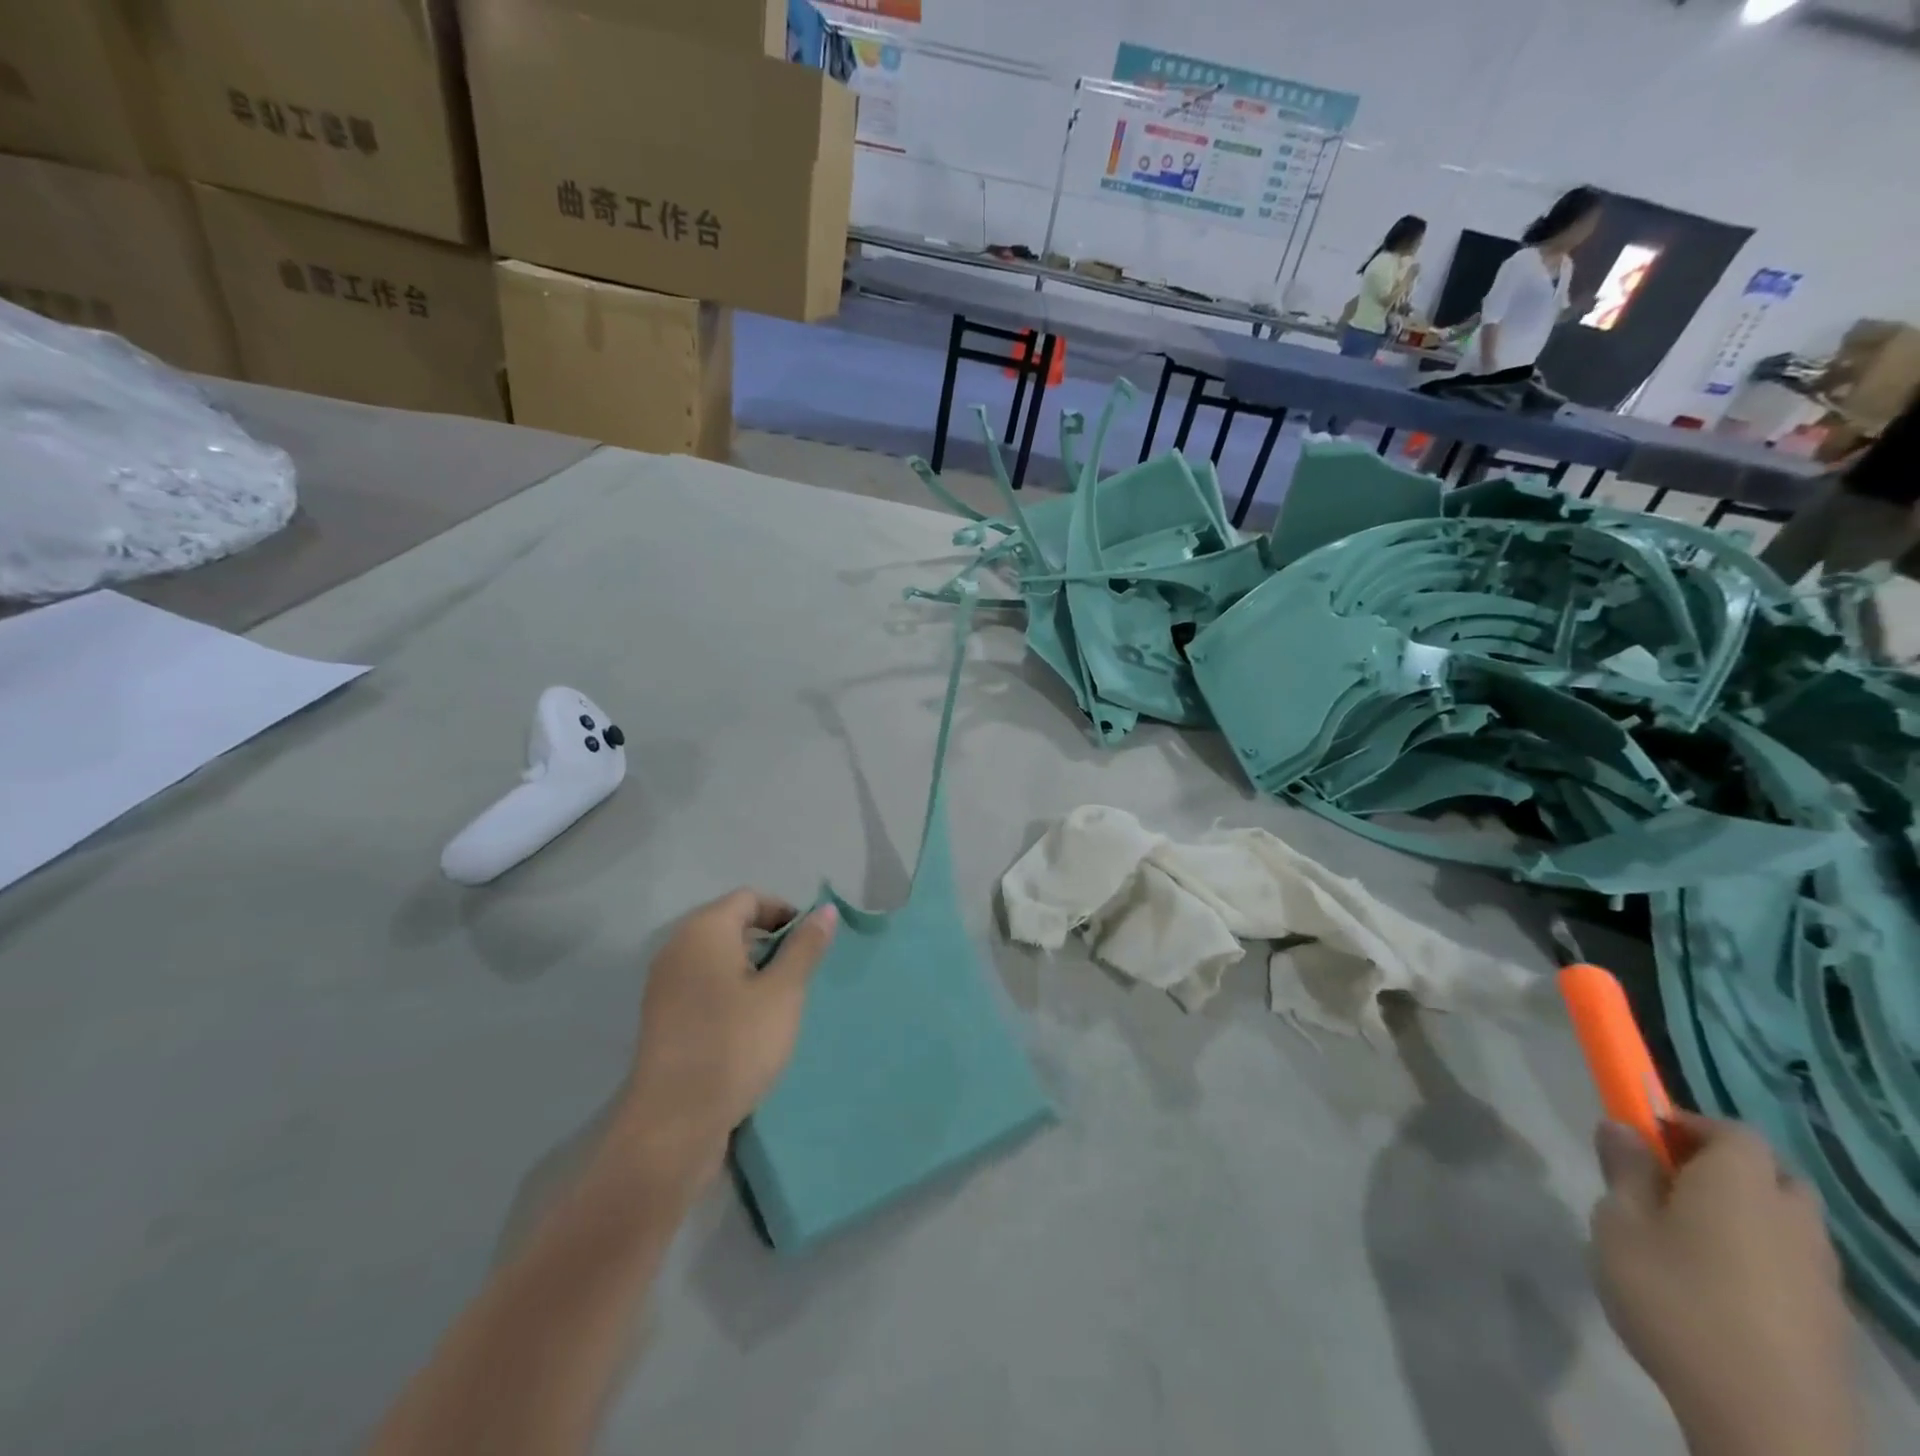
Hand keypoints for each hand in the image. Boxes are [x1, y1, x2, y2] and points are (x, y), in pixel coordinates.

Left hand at [614, 890, 837, 1193]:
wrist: (673, 1124)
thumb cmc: (735, 1045)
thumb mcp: (783, 993)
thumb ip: (805, 947)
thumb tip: (825, 910)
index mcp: (703, 931)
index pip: (750, 899)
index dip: (785, 912)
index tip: (812, 943)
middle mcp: (678, 949)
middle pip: (731, 925)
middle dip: (771, 942)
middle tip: (801, 974)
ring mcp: (665, 986)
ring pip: (718, 958)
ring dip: (753, 970)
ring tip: (781, 1002)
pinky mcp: (663, 1019)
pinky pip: (704, 986)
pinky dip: (731, 992)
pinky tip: (752, 1026)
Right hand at [1590, 1114, 1858, 1455]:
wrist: (1767, 1421)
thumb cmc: (1675, 1298)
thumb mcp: (1620, 1223)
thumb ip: (1623, 1170)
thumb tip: (1622, 1126)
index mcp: (1740, 1184)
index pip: (1731, 1129)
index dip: (1689, 1124)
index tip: (1646, 1136)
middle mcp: (1791, 1218)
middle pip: (1769, 1172)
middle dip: (1723, 1167)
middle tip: (1668, 1182)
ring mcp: (1821, 1274)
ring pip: (1786, 1219)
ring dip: (1744, 1213)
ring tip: (1688, 1236)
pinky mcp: (1830, 1319)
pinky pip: (1794, 1262)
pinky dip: (1761, 1255)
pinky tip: (1720, 1284)